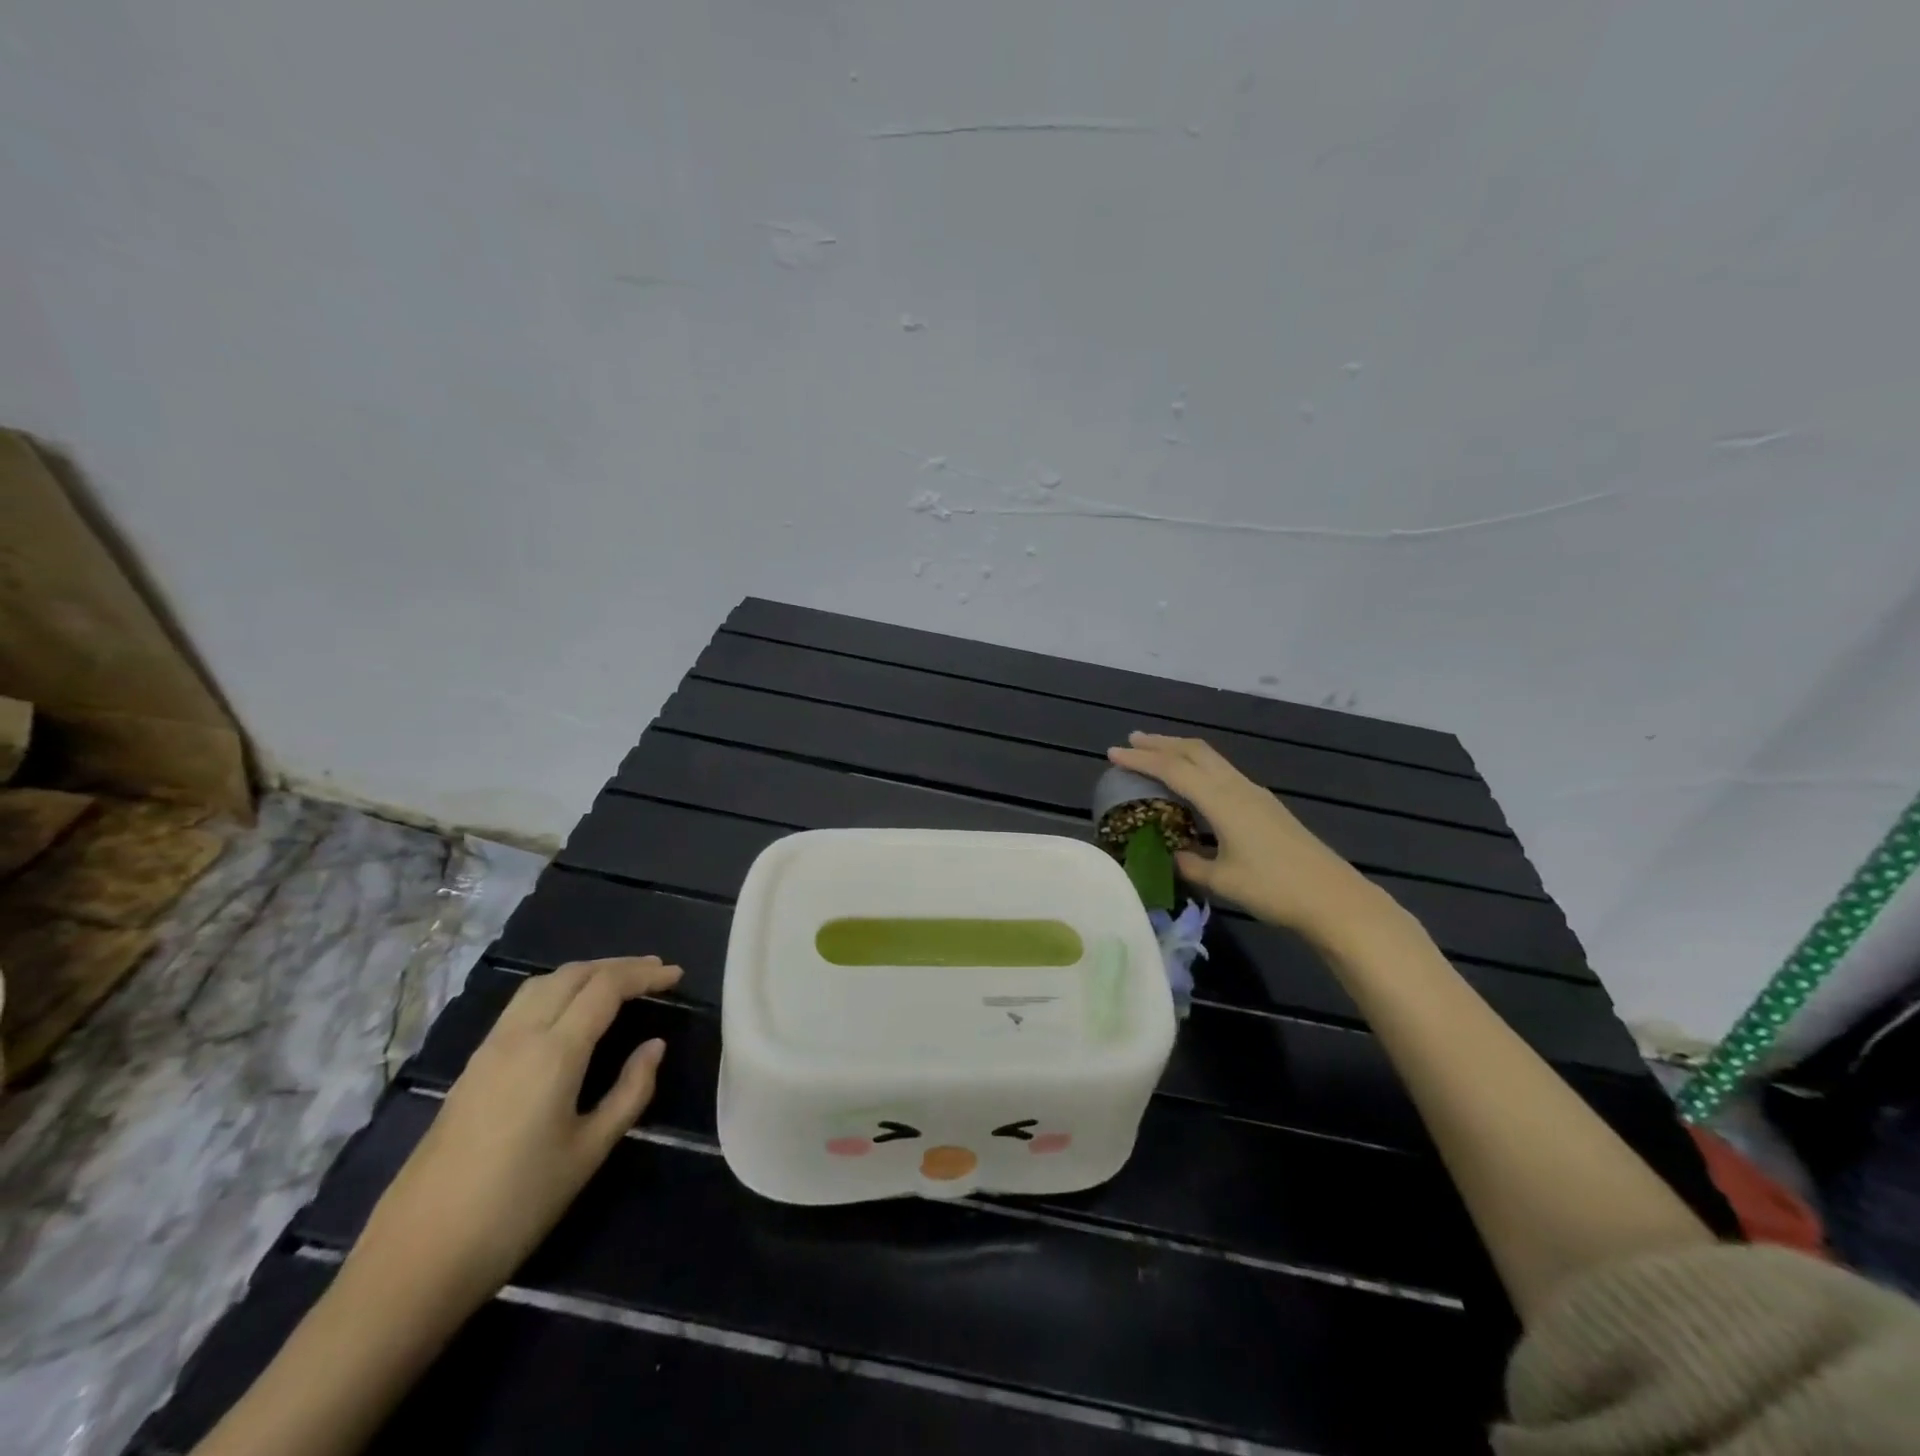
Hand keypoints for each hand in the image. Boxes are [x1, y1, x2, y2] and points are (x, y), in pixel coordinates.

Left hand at [351, 956, 683, 1303]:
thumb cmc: (516, 1207)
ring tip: (618, 983)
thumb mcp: (589, 1151)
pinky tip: (570, 1012)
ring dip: (585, 974)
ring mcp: (489, 1050)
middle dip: (618, 966)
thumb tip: (654, 1046)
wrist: (414, 1261)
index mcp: (553, 1052)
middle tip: (655, 973)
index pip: (606, 988)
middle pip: (573, 975)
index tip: (676, 975)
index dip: (645, 975)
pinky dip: (557, 991)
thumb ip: (629, 1091)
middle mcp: (519, 1037)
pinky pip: (521, 1006)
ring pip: (542, 984)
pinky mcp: (471, 1069)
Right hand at [1108, 733, 1386, 941]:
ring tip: (1158, 753)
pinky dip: (1199, 767)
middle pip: (1194, 752)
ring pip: (1211, 759)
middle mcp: (1237, 788)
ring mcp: (1255, 794)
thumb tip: (1174, 854)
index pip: (1173, 770)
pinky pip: (1223, 772)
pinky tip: (1194, 783)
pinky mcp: (1266, 806)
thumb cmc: (1274, 889)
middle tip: (1132, 740)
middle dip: (1161, 743)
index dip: (1141, 759)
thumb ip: (1191, 864)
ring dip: (1181, 751)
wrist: (1334, 899)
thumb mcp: (1222, 881)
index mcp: (1222, 801)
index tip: (1113, 753)